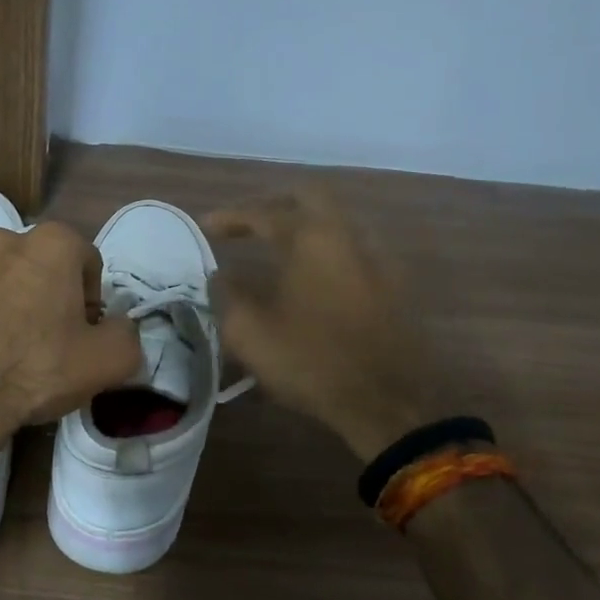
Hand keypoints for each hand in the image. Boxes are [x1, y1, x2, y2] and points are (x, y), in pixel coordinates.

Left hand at [0, 221, 142, 436]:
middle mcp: (11, 236)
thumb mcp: (110, 361)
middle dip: (52, 289)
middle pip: (45, 261)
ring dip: (8, 282)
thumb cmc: (39, 369)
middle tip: (49, 335)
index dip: (91, 299)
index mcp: (56, 243)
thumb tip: (117, 326)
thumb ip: (127, 333)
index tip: (83, 332)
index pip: (89, 263)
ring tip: (7, 326)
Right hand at [206, 191, 445, 460]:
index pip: (264, 213)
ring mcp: (378, 259)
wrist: (387, 401)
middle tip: (250, 222)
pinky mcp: (393, 285)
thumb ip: (227, 295)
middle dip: (275, 204)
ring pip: (338, 222)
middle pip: (311, 197)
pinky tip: (313, 277)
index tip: (206, 226)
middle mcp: (348, 236)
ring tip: (278, 248)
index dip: (231, 217)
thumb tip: (220, 275)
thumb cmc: (311, 361)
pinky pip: (354, 250)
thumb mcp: (250, 333)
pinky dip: (327, 251)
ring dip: (306, 226)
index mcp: (311, 239)